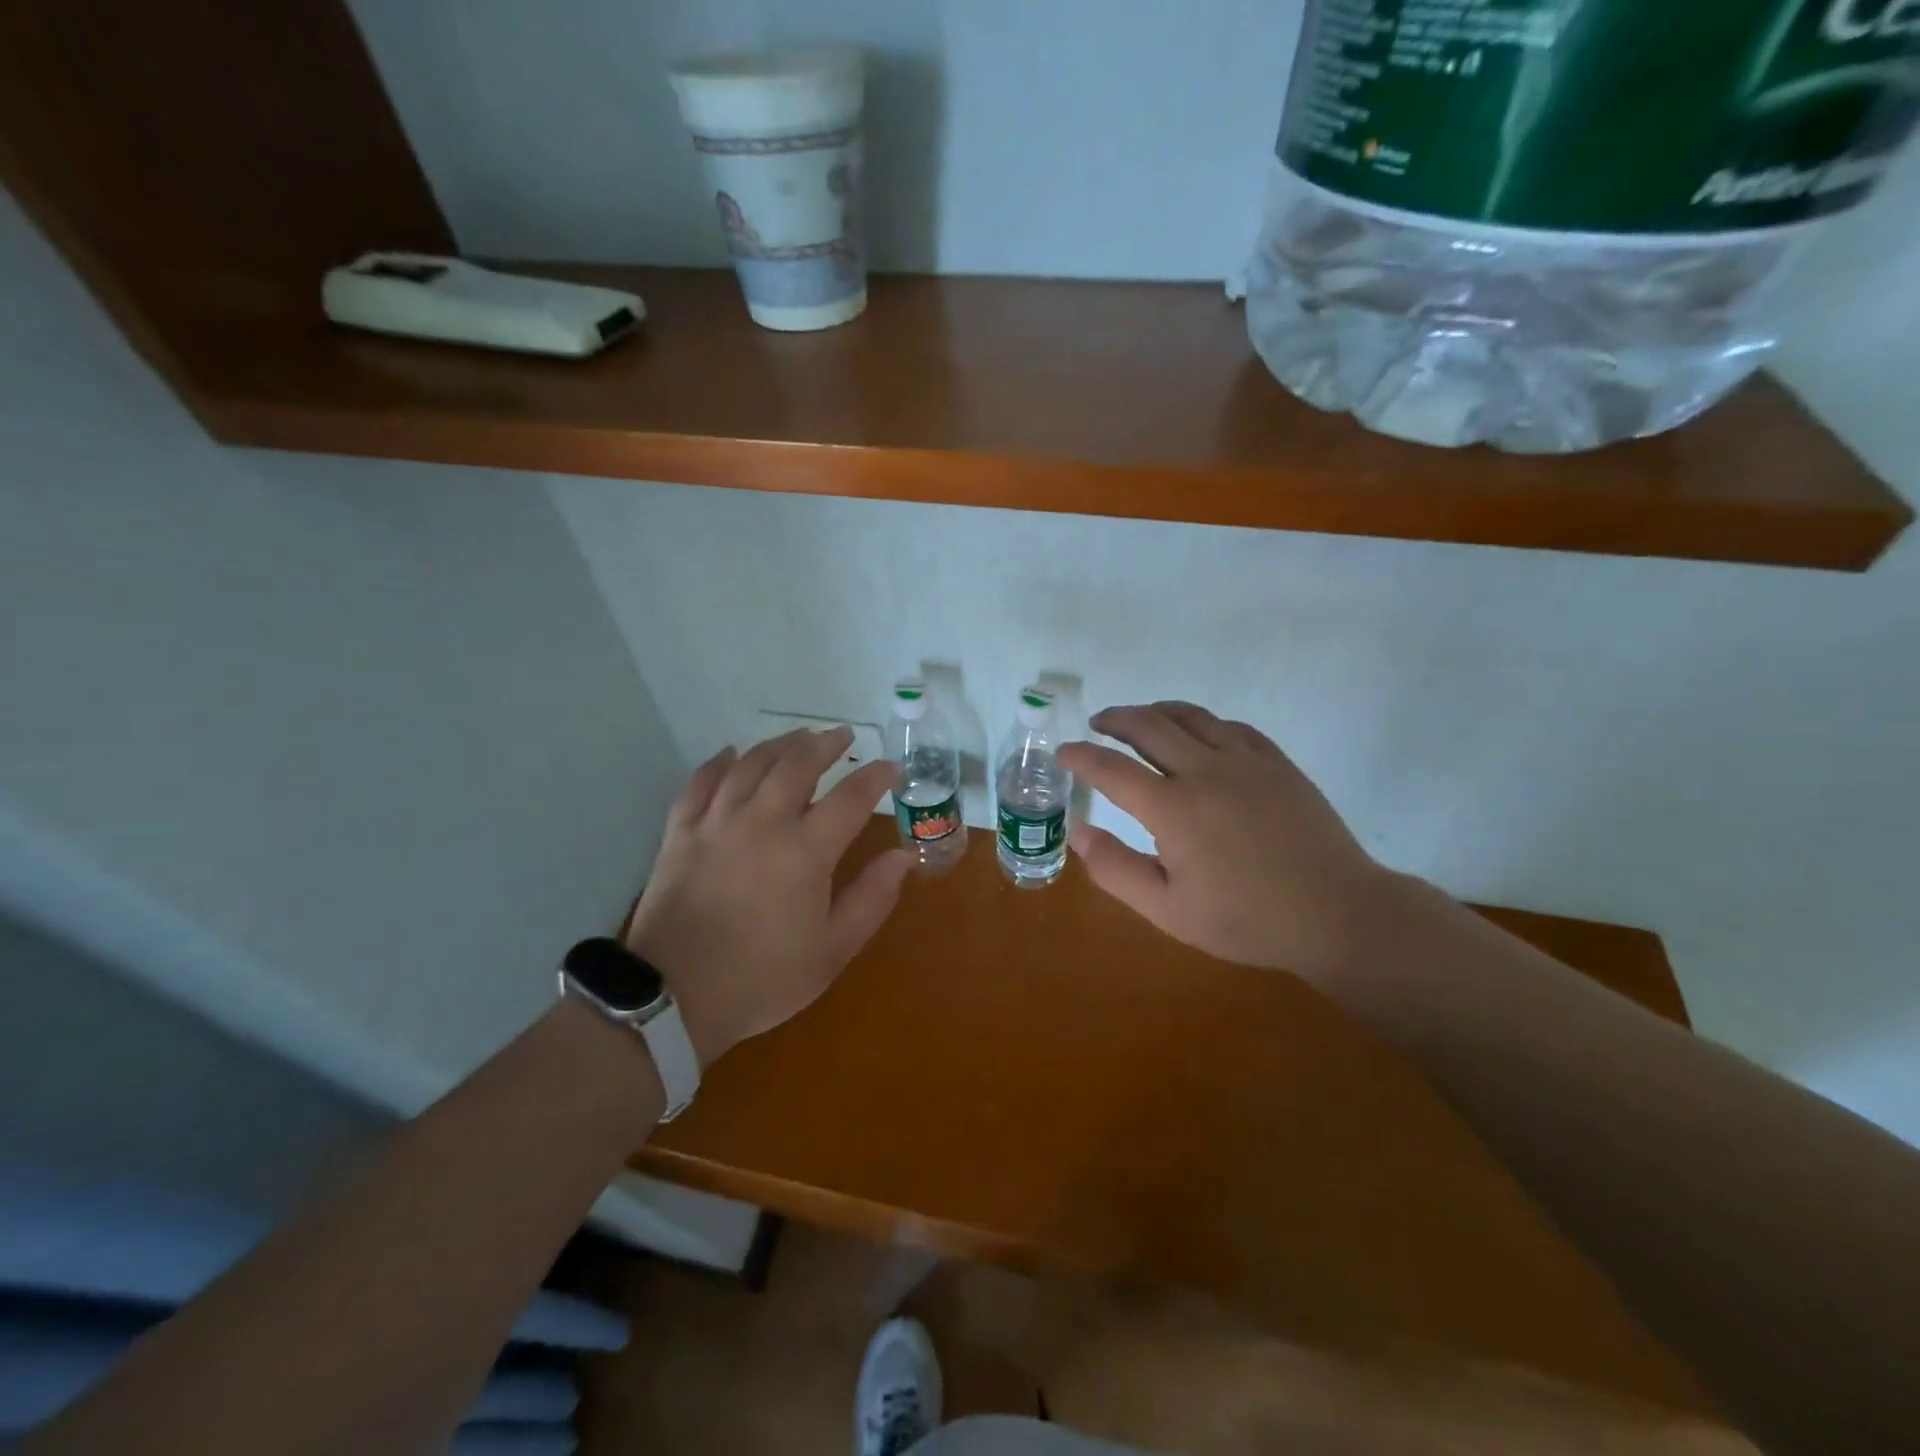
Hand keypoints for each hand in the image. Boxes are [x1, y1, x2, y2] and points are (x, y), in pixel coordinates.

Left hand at [624, 727, 911, 1066]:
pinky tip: (731, 754)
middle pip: (798, 764)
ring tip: (799, 736)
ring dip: (779, 744)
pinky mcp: (681, 832)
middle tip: (842, 734)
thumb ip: (872, 898)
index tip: (890, 767)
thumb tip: (903, 856)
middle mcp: (763, 822)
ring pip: (751, 764)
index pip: (851, 797)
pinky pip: (700, 782)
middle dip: (825, 744)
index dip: (875, 777)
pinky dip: (719, 763)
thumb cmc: (763, 977)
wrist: (674, 997)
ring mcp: (717, 822)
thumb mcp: (833, 950)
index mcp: (806, 851)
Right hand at [1057, 702, 1398, 983]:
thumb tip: (1077, 832)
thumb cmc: (1247, 920)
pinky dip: (1202, 723)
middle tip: (1098, 725)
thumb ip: (1115, 869)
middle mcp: (1205, 771)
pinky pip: (1231, 727)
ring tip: (1139, 719)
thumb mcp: (1168, 910)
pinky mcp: (1277, 763)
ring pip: (1191, 717)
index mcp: (1173, 809)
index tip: (1063, 752)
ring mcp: (1246, 762)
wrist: (1337, 914)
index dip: (1081, 756)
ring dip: (1156, 712)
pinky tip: (1199, 734)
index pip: (1111, 769)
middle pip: (1149, 726)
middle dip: (1115, 720)